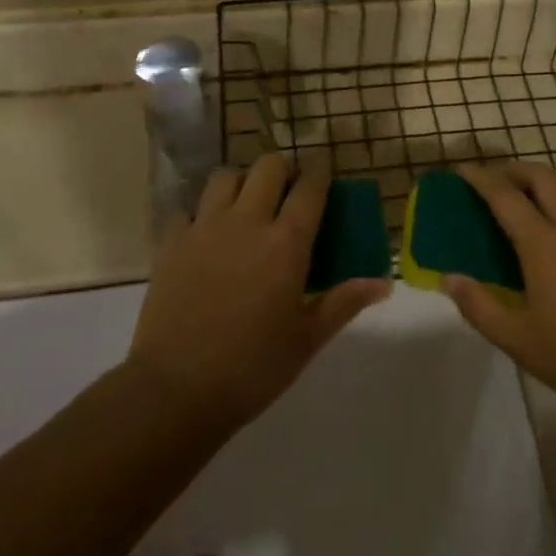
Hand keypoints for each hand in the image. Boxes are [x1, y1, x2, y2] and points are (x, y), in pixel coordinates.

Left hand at [127, 155, 390, 430]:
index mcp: (286, 242)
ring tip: (246, 205)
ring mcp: (205, 227)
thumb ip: (345, 302)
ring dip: (241, 182)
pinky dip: (200, 213)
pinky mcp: (171, 241)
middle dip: (284, 170)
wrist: (176, 389)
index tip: (324, 172)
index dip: (320, 172)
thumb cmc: (252, 367)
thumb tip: (384, 284)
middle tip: (287, 193)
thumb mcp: (307, 340)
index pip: (310, 187)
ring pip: (226, 176)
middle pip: (268, 167)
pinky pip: (188, 208)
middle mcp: (247, 221)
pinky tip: (205, 235)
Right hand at [445, 162, 555, 423]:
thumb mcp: (516, 340)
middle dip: (514, 170)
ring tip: (528, 193)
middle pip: (542, 178)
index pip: (506, 196)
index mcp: (544, 245)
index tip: (461, 170)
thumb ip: (478, 306)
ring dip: (545, 179)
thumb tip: (449, 277)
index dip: (480, 179)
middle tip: (493, 181)